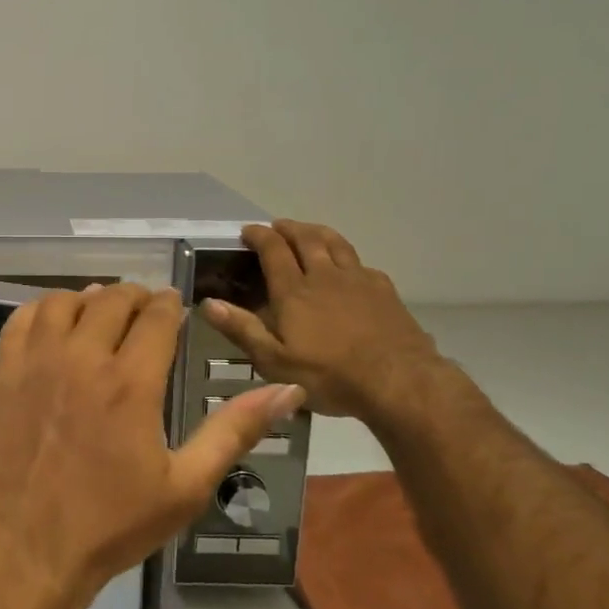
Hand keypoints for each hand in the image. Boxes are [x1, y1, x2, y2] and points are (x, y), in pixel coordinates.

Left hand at [0, 284, 302, 608]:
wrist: (25, 547)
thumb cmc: (111, 523)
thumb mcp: (186, 486)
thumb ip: (235, 431)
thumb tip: (290, 391)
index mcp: (131, 382)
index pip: (156, 316)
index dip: (170, 304)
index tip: (175, 307)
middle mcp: (82, 358)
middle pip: (111, 300)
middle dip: (135, 297)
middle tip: (143, 310)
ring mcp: (35, 362)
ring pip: (63, 302)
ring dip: (87, 299)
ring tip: (100, 312)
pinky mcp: (2, 373)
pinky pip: (21, 319)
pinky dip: (42, 310)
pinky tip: (54, 325)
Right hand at [201, 222, 438, 418]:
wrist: (400, 382)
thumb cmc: (330, 375)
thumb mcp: (275, 361)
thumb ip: (242, 329)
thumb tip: (208, 303)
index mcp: (294, 291)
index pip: (273, 249)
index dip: (259, 236)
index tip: (248, 231)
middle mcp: (324, 276)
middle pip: (306, 238)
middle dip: (288, 228)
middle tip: (276, 226)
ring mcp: (358, 280)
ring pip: (336, 243)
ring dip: (317, 232)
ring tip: (308, 231)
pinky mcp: (384, 290)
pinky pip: (361, 263)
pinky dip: (346, 257)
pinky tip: (347, 267)